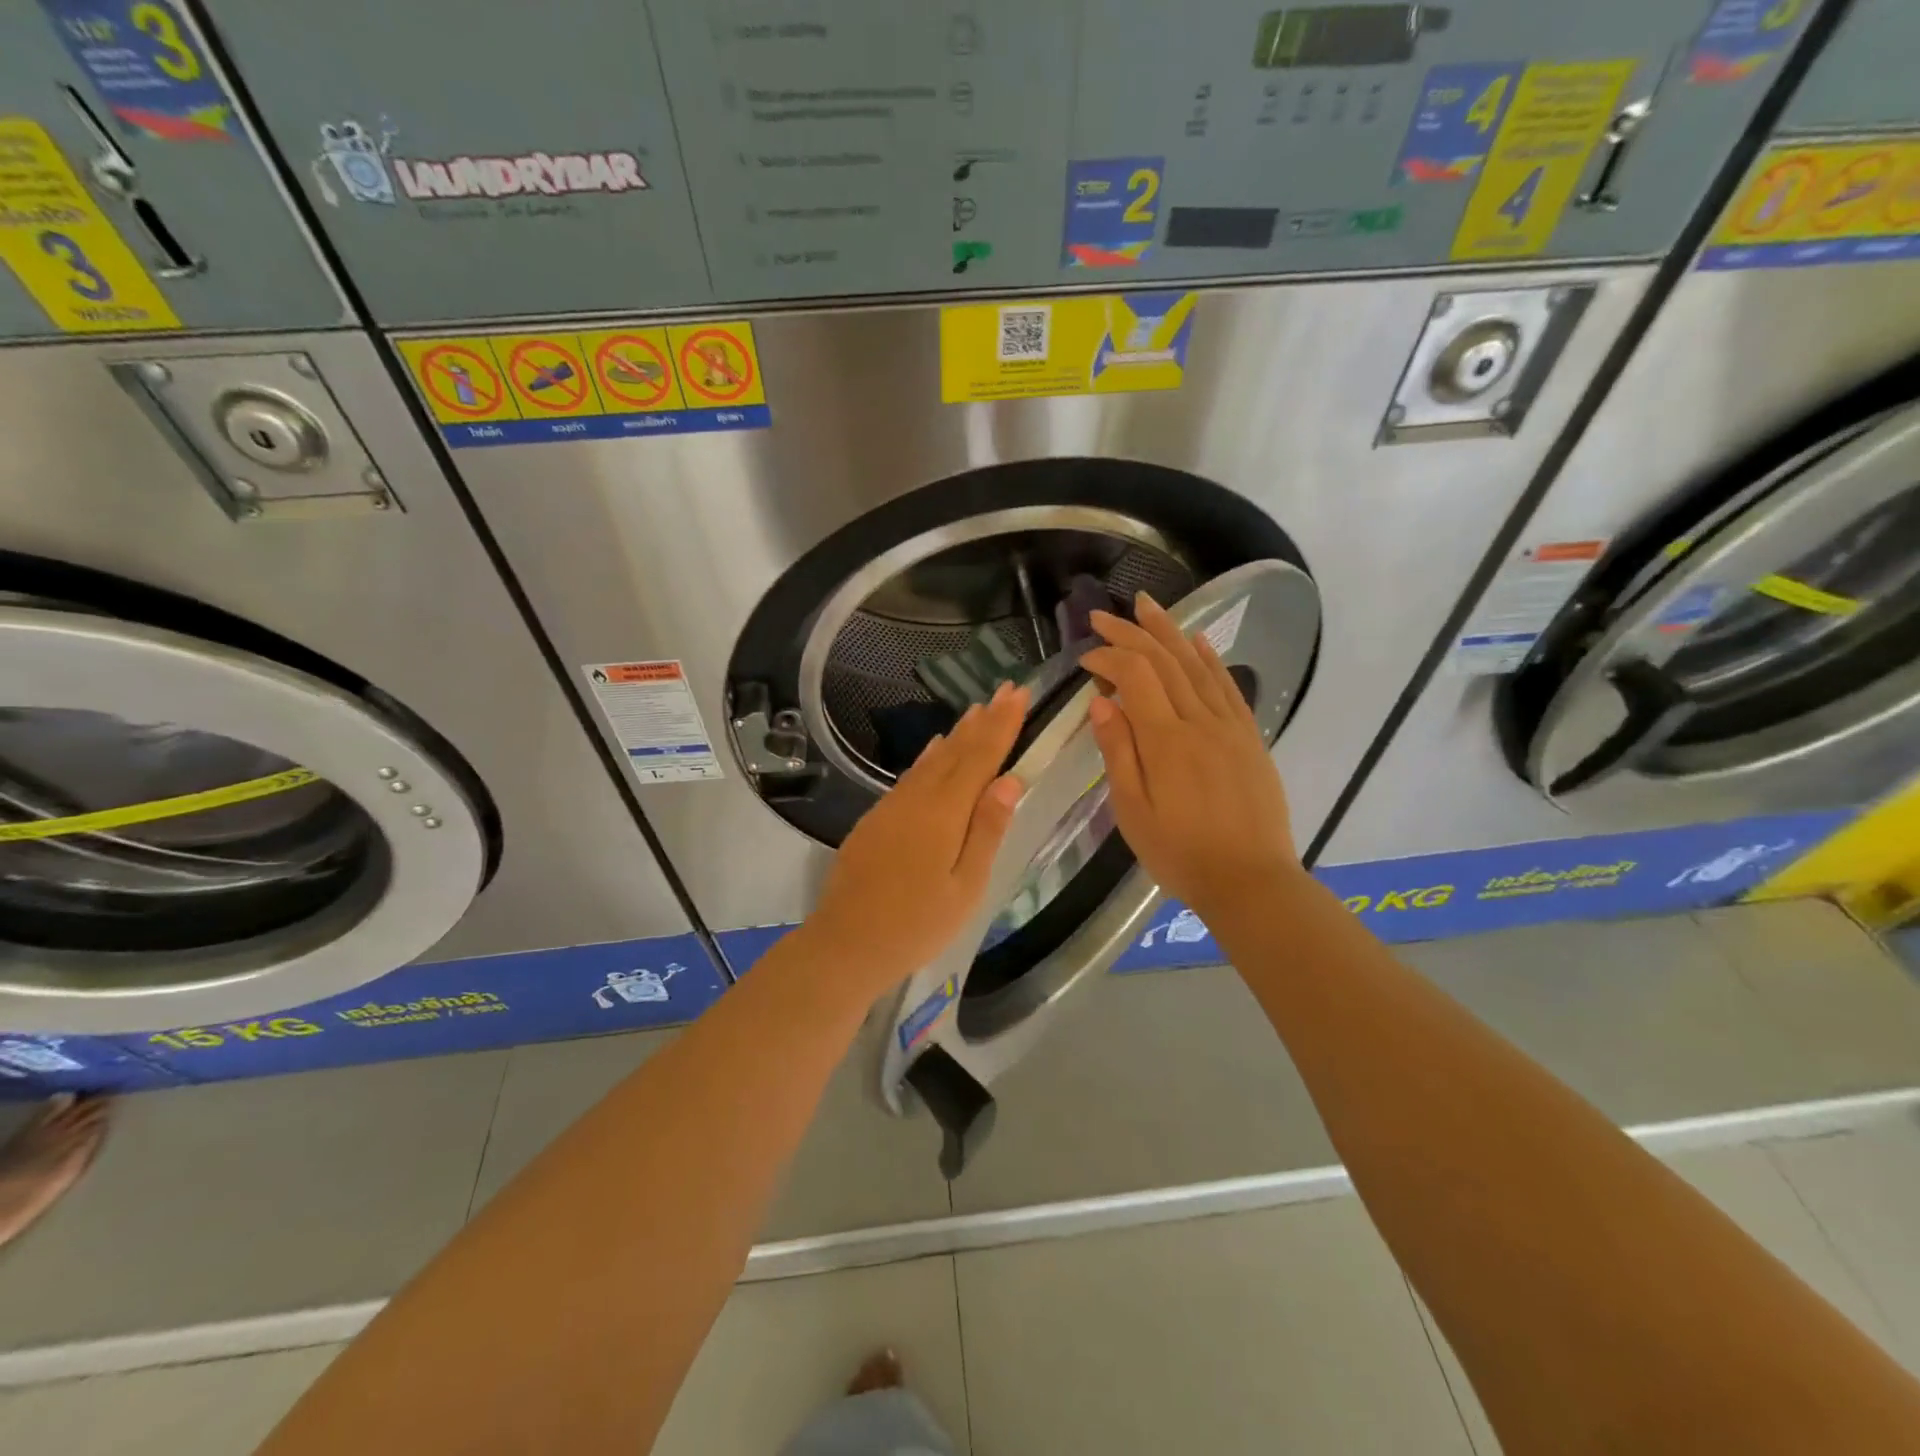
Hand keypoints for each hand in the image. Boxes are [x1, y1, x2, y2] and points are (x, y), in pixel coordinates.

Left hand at [807, 682, 1028, 993]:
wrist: (845, 943)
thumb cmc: (916, 925)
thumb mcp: (965, 887)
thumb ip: (986, 831)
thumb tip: (1009, 781)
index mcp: (944, 813)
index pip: (980, 758)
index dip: (1002, 725)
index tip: (1019, 694)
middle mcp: (917, 798)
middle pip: (956, 751)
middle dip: (984, 720)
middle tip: (1005, 689)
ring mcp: (892, 806)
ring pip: (931, 759)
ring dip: (957, 733)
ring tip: (977, 709)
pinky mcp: (876, 818)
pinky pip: (910, 775)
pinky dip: (928, 756)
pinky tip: (935, 747)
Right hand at [1082, 595, 1301, 925]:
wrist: (1251, 882)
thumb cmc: (1181, 854)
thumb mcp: (1133, 812)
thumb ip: (1118, 753)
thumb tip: (1101, 701)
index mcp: (1166, 741)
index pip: (1134, 678)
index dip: (1108, 658)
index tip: (1084, 658)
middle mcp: (1200, 722)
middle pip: (1164, 662)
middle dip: (1131, 633)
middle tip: (1103, 615)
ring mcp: (1230, 726)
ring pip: (1197, 665)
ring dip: (1169, 632)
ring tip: (1147, 605)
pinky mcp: (1249, 737)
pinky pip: (1228, 687)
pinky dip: (1210, 659)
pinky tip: (1197, 641)